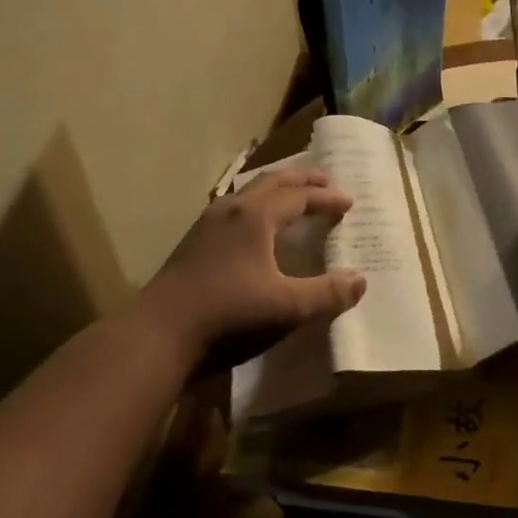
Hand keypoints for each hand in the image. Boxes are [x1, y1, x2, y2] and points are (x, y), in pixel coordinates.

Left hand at [138, 168, 365, 370]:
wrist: (157, 337)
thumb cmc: (228, 317)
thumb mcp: (287, 308)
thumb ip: (327, 294)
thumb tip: (360, 279)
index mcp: (255, 217)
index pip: (299, 196)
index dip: (326, 198)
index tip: (349, 203)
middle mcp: (231, 210)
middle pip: (271, 182)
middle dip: (301, 180)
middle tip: (324, 181)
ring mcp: (206, 225)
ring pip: (247, 193)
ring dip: (274, 190)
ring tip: (291, 197)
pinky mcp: (192, 244)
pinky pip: (232, 209)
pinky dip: (254, 206)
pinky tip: (252, 228)